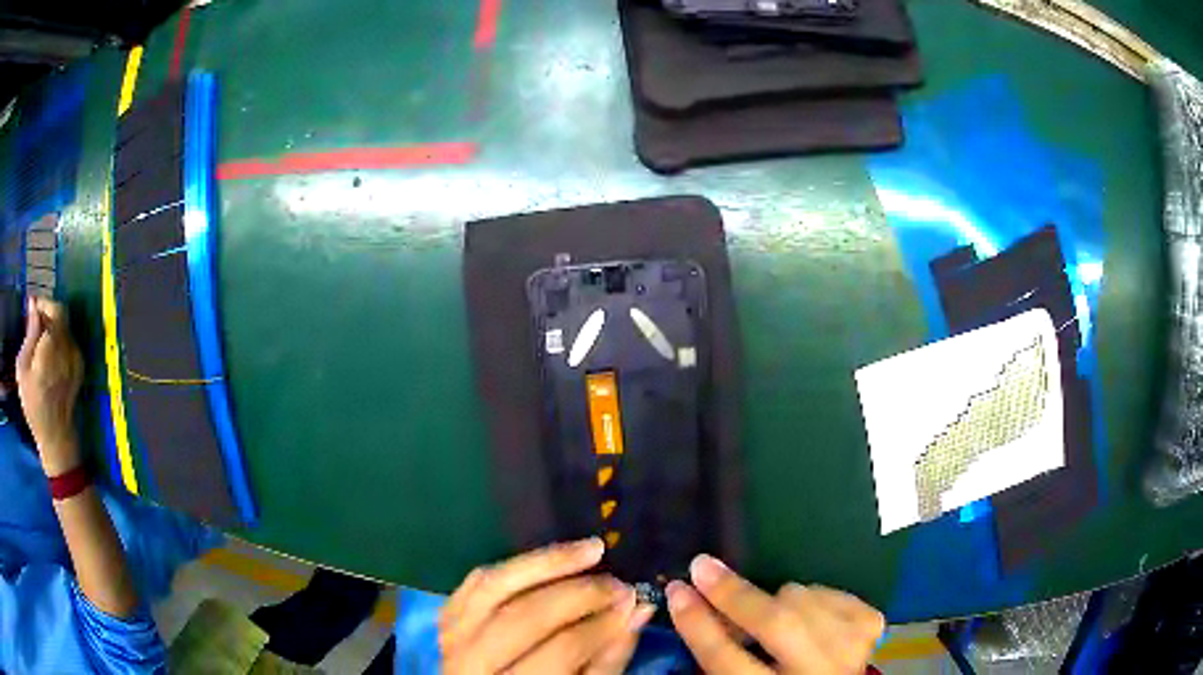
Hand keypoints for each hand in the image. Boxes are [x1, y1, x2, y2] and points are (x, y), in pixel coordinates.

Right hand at [15, 298, 83, 475]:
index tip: (32, 308)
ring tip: (39, 340)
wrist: (56, 439)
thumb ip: (29, 333)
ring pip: (65, 327)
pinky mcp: (79, 368)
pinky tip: (48, 353)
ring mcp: (76, 358)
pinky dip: (59, 339)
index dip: (42, 304)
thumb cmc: (34, 406)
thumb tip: (33, 304)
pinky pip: (69, 342)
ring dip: (53, 325)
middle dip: (47, 312)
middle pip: (61, 314)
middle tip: (35, 323)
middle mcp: (68, 346)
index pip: (53, 308)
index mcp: (53, 344)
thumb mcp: (23, 368)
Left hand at [440, 538, 655, 673]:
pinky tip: (549, 557)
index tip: (634, 602)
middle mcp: (470, 661)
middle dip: (579, 594)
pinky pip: (475, 581)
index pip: (561, 650)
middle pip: (524, 616)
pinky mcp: (446, 616)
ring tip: (591, 549)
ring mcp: (451, 636)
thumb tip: (638, 611)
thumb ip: (607, 660)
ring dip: (546, 563)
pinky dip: (514, 566)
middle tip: (618, 582)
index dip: (602, 625)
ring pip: (494, 587)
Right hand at [667, 555, 883, 673]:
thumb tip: (694, 606)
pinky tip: (804, 611)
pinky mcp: (870, 627)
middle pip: (777, 624)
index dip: (698, 623)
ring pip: (806, 600)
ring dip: (776, 598)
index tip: (677, 591)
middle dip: (735, 593)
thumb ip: (721, 655)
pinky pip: (832, 593)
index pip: (726, 660)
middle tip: (702, 566)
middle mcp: (818, 673)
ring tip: (764, 609)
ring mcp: (851, 648)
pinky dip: (811, 595)